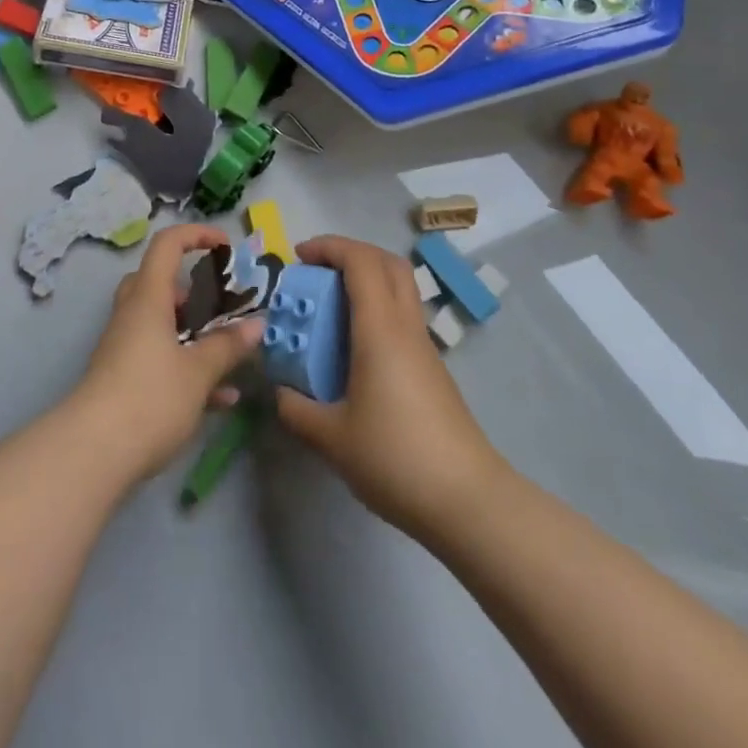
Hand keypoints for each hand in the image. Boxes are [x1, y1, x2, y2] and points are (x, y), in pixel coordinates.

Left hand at [70, 224, 264, 483]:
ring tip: (230, 354)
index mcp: (148, 298)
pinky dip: (187, 367)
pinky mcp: (123, 377)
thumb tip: (257, 325)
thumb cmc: (149, 397)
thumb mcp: (198, 372)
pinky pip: (159, 357)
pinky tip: (221, 399)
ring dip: (195, 334)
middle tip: (222, 308)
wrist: (93, 453)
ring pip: (161, 323)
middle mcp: (133, 314)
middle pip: (159, 283)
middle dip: (194, 292)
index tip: (225, 246)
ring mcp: (124, 346)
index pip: (167, 245)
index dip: (196, 235)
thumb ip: (228, 346)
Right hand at [274, 235, 499, 544]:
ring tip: (329, 307)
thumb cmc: (395, 458)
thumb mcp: (331, 438)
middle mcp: (405, 327)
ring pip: (399, 288)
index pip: (360, 261)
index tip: (298, 257)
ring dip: (364, 281)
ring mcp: (423, 347)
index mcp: (380, 329)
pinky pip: (401, 317)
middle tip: (316, 271)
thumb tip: (280, 391)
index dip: (328, 247)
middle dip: (349, 254)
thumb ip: (296, 409)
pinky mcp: (431, 369)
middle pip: (387, 263)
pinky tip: (352, 348)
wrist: (467, 501)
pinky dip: (374, 310)